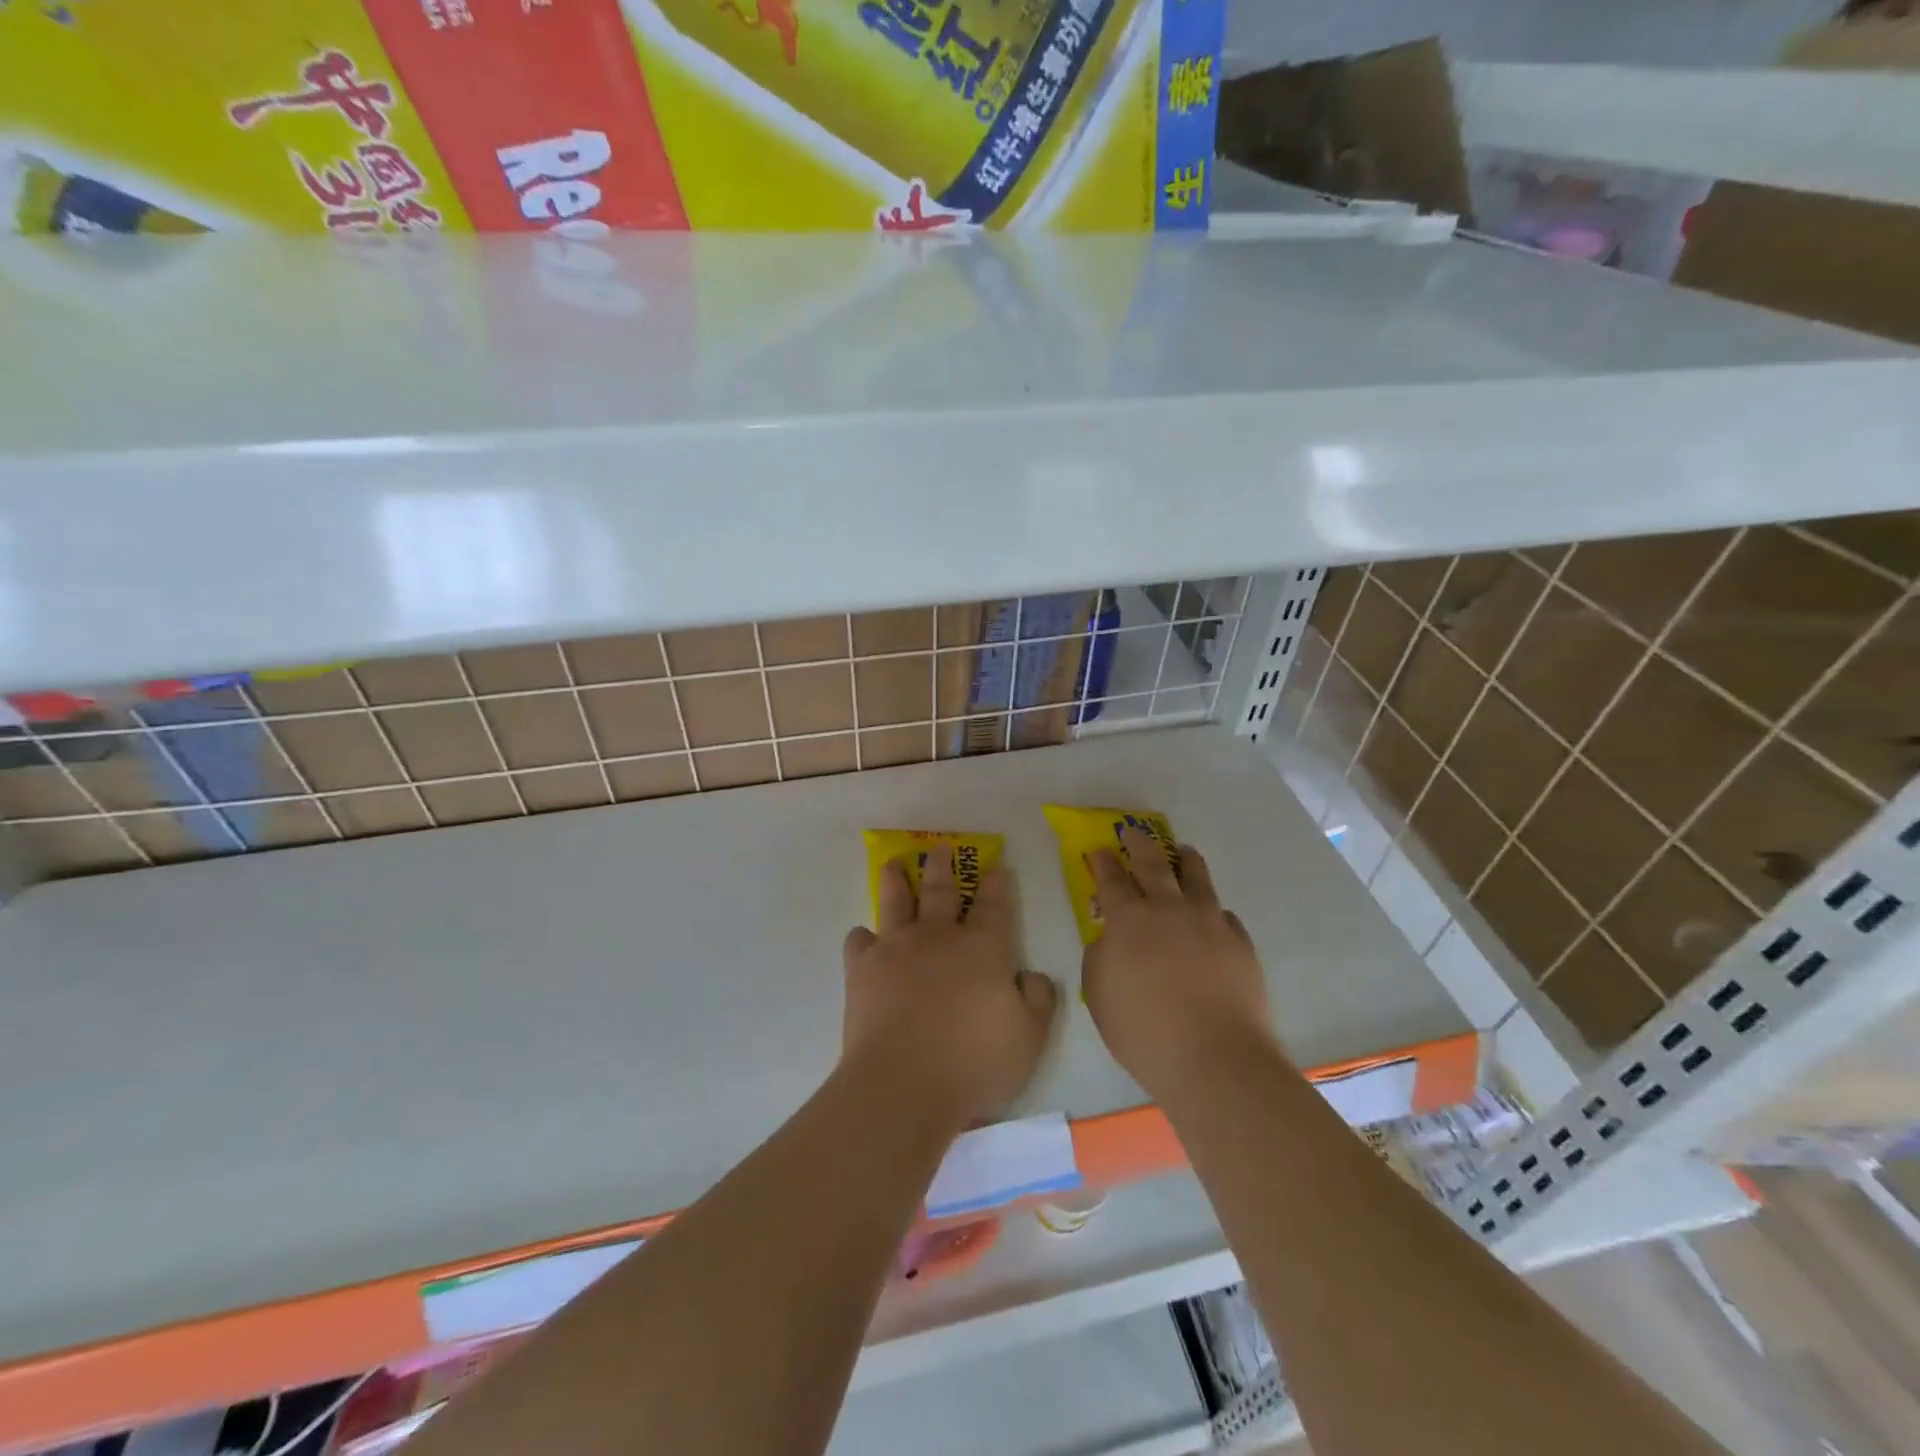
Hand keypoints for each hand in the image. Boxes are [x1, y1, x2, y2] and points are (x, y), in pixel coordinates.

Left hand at [842, 851, 1057, 1124]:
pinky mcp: (863, 969)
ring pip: (897, 902)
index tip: (996, 865)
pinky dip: (863, 937)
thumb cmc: (974, 1062)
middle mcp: (939, 936)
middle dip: (943, 866)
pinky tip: (864, 938)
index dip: (996, 884)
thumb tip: (1032, 975)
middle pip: (942, 890)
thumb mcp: (1030, 1037)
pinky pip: (860, 941)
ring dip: (897, 880)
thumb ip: (1038, 999)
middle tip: (941, 847)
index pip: (993, 905)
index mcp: (982, 948)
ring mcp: (897, 948)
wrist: (904, 1083)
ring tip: (894, 864)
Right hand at [1082, 828, 1276, 1102]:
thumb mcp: (1099, 995)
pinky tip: (1213, 917)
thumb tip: (1110, 940)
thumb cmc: (1144, 1031)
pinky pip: (1224, 915)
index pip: (1112, 880)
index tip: (1098, 849)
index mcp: (1129, 920)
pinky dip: (1213, 910)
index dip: (1103, 863)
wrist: (1215, 1058)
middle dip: (1140, 845)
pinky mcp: (1240, 942)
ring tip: (1184, 852)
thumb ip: (1100, 958)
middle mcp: (1169, 909)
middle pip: (1154, 864)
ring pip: (1196, 878)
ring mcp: (1209, 922)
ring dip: (1185, 861)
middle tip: (1134, 832)